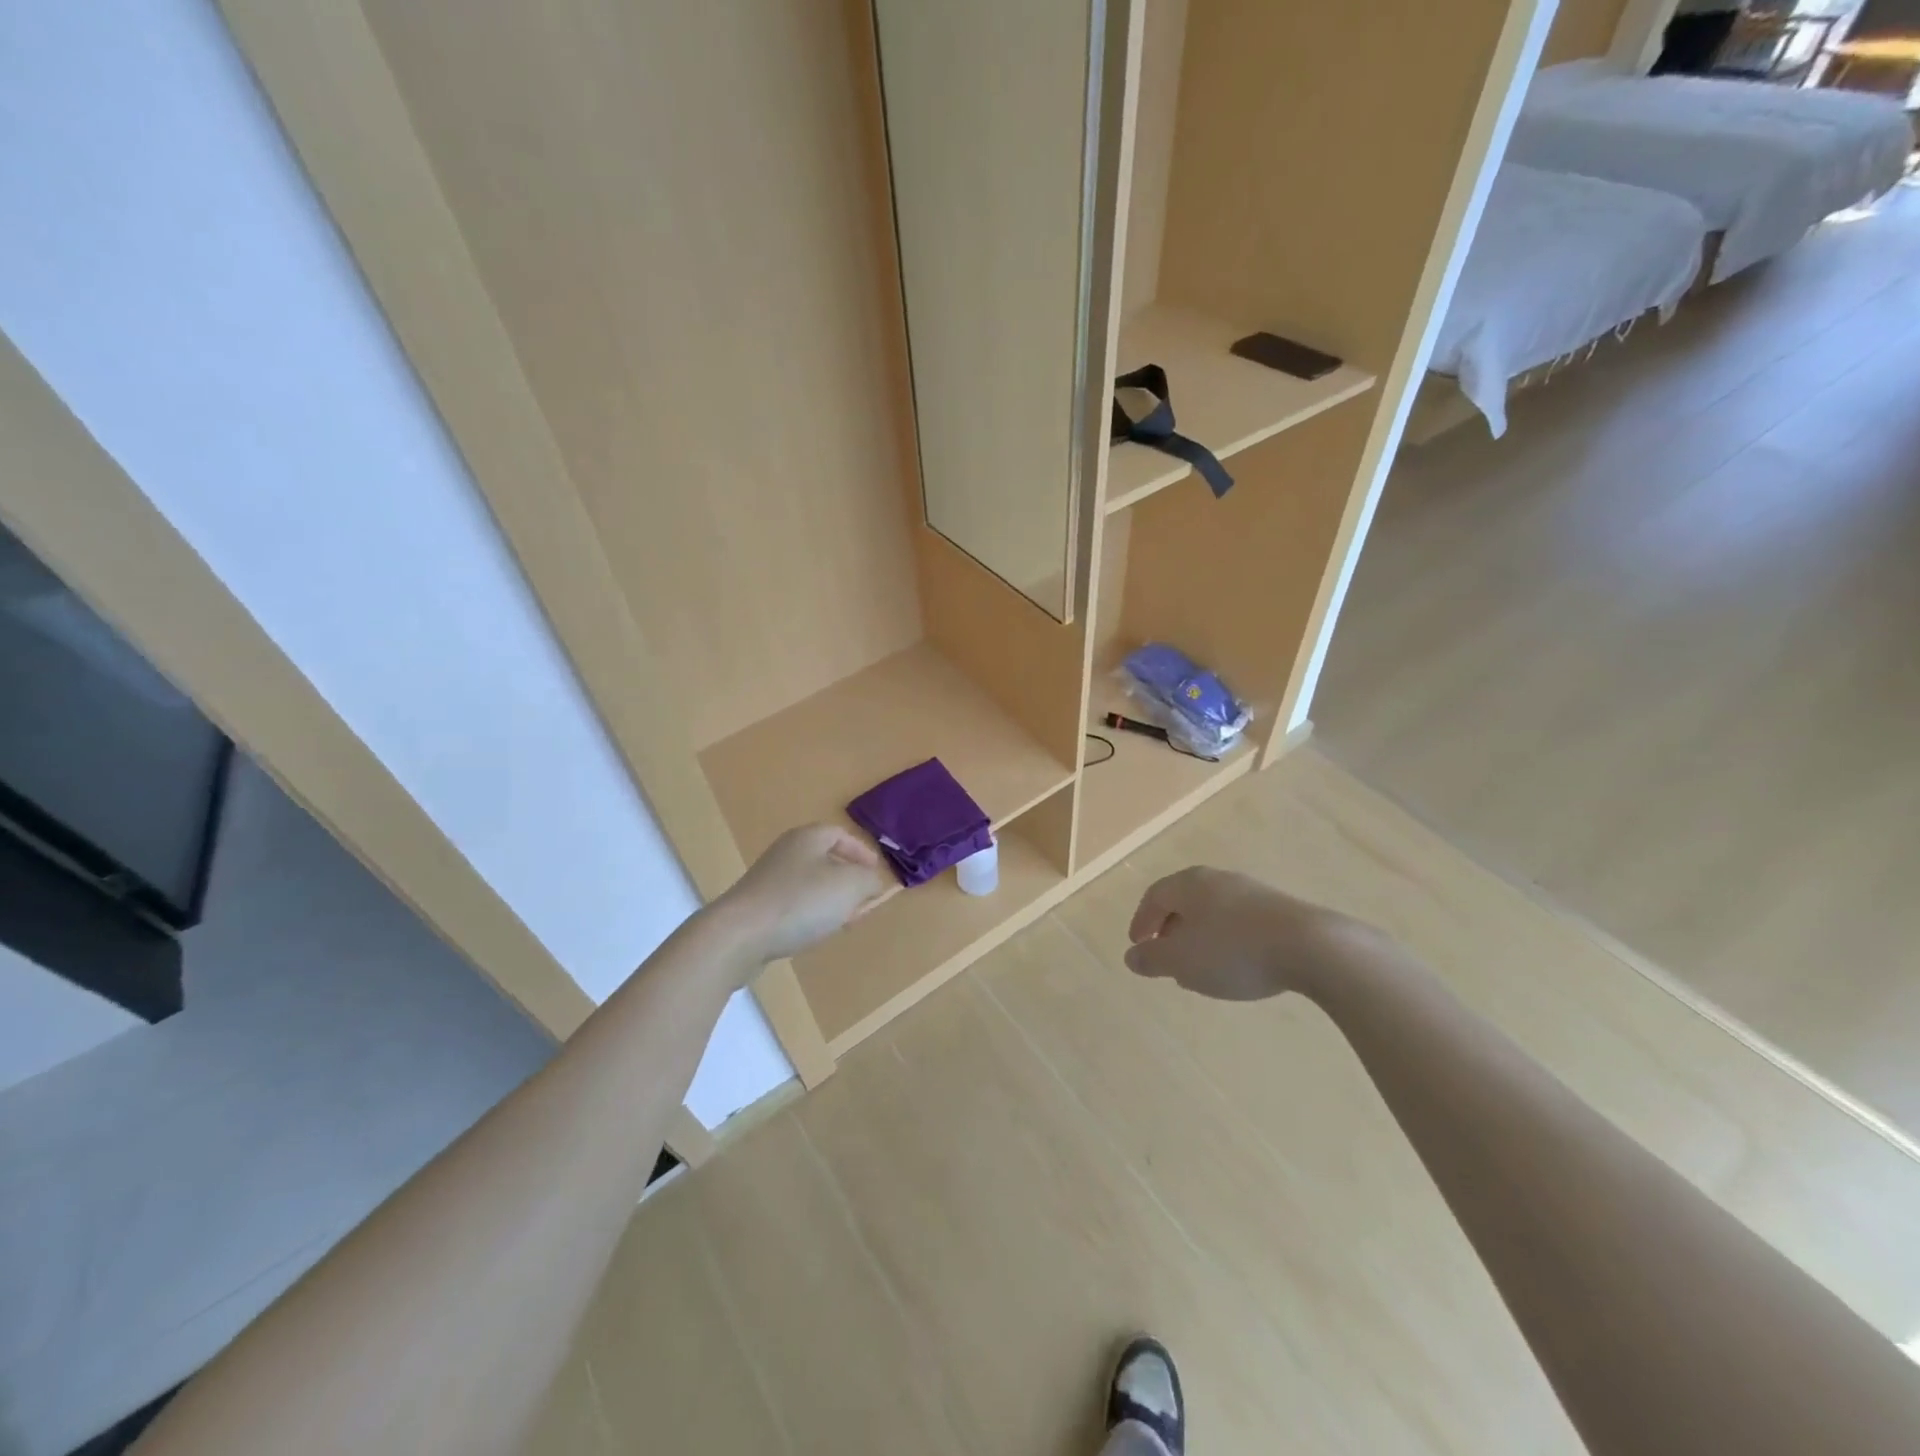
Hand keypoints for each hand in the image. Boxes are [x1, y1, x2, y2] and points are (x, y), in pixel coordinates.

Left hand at [714, 824, 890, 963]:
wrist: (740, 935)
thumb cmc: (801, 901)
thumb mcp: (850, 886)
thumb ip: (869, 880)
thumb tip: (872, 882)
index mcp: (808, 838)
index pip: (841, 834)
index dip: (862, 852)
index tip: (876, 874)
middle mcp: (786, 852)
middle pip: (825, 860)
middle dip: (849, 881)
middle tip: (864, 902)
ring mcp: (769, 880)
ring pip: (811, 885)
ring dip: (831, 901)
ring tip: (844, 922)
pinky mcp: (757, 907)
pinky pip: (793, 905)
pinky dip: (810, 915)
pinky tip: (815, 933)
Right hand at [1125, 866, 1362, 1001]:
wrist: (1312, 947)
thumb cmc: (1233, 951)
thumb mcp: (1182, 961)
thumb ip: (1152, 959)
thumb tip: (1131, 957)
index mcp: (1189, 884)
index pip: (1154, 896)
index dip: (1141, 920)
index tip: (1137, 945)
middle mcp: (1218, 879)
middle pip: (1184, 900)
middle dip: (1170, 928)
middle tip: (1165, 955)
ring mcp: (1252, 891)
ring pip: (1213, 911)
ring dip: (1199, 936)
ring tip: (1199, 966)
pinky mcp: (1279, 909)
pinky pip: (1239, 922)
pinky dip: (1226, 940)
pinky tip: (1235, 965)